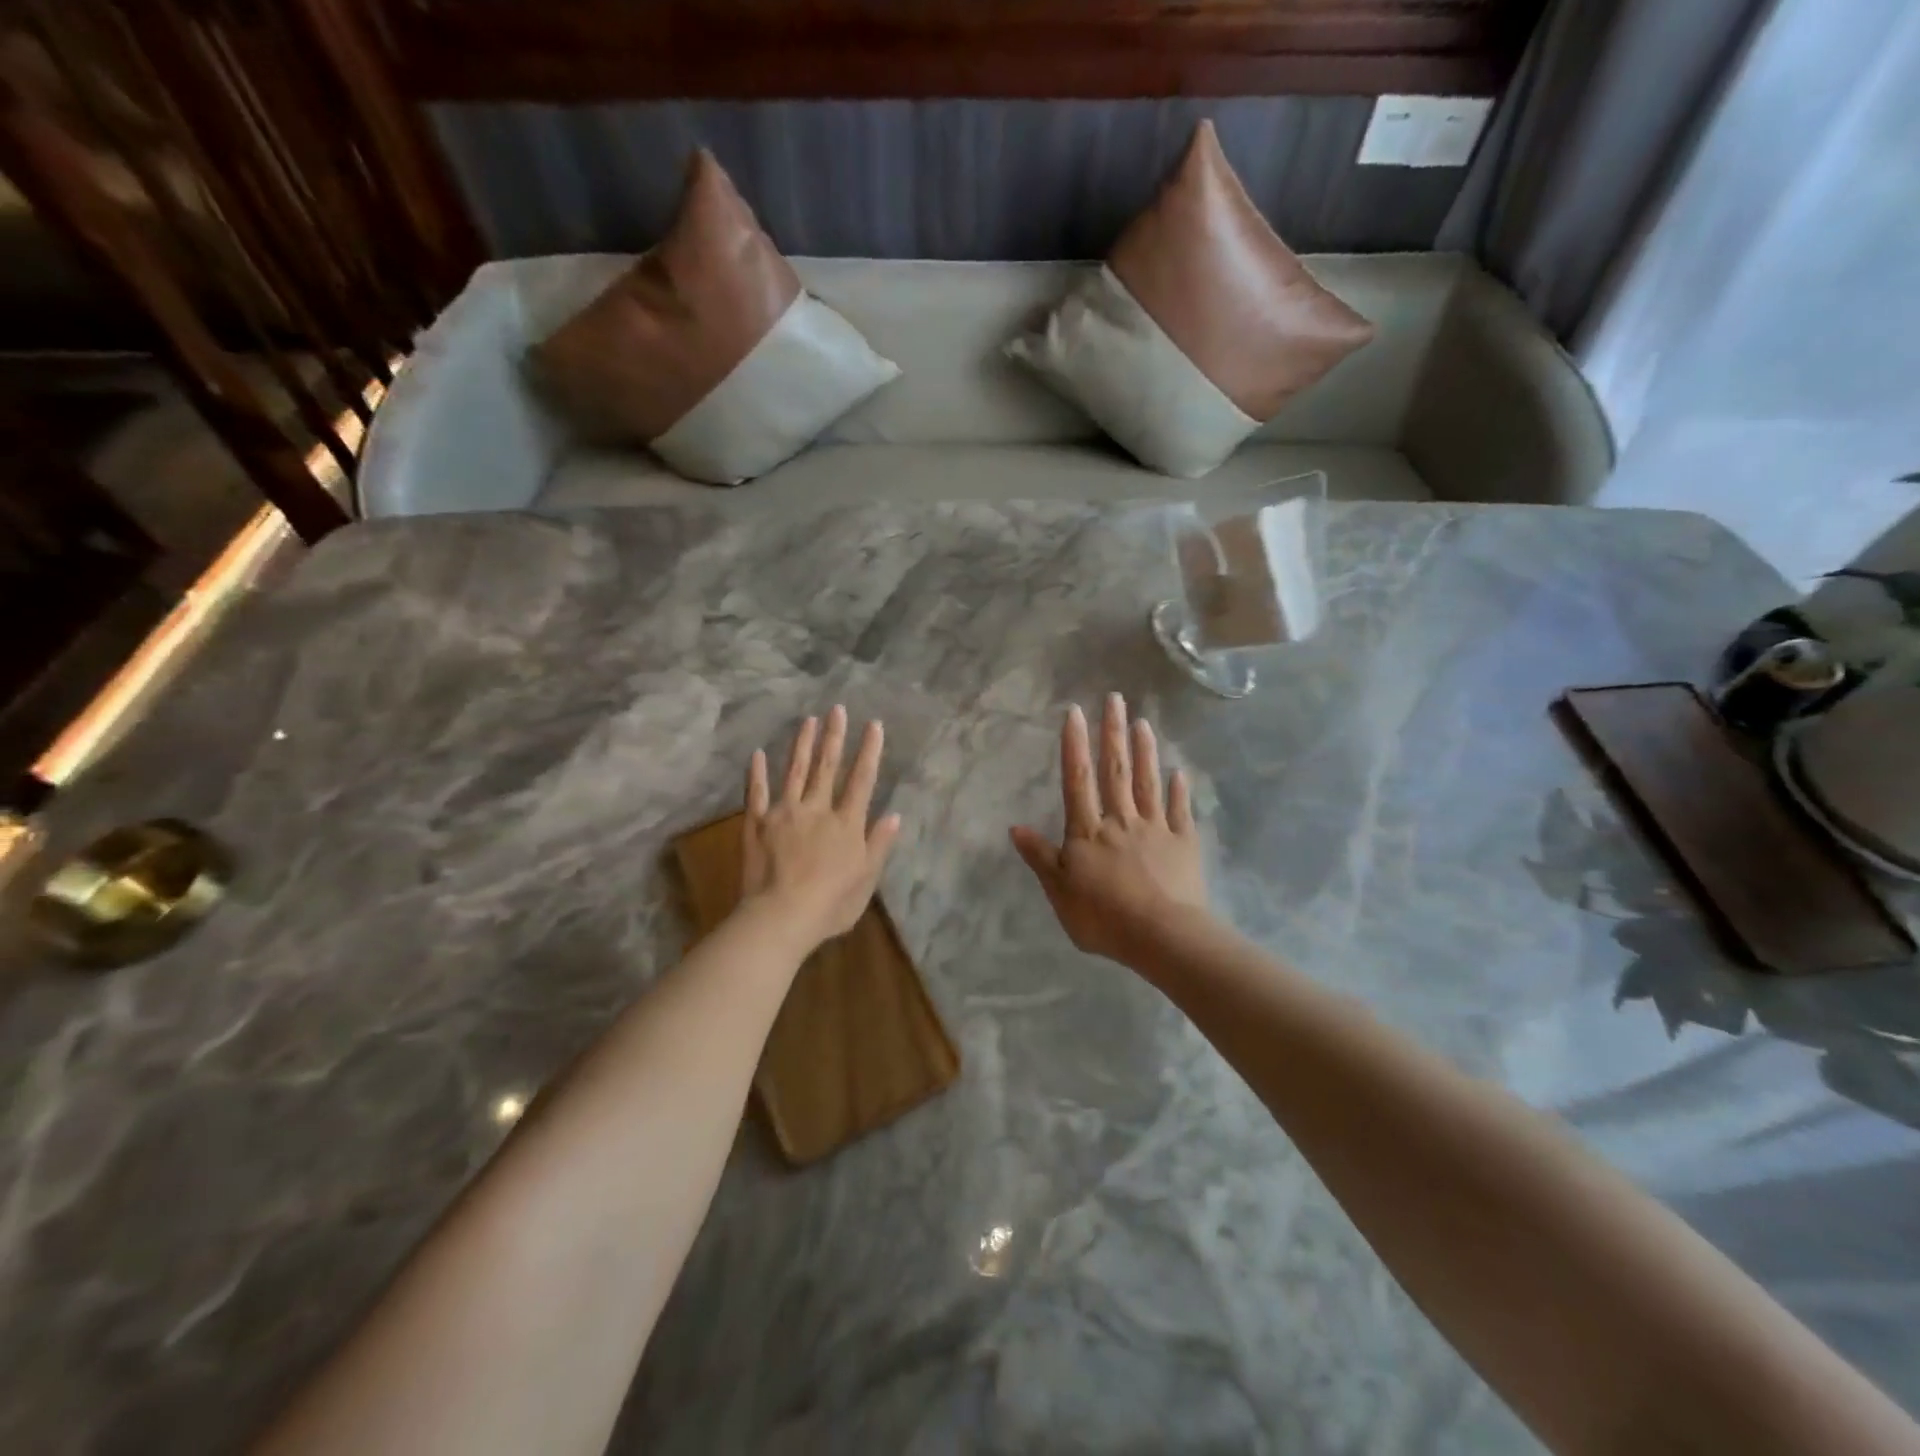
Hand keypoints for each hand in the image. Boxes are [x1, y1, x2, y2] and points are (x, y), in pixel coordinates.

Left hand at [741, 705, 901, 952]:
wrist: (781, 916)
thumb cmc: (831, 904)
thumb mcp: (866, 879)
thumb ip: (879, 844)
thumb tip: (894, 815)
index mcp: (846, 823)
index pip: (862, 780)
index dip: (869, 751)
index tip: (873, 725)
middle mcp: (817, 809)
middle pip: (827, 767)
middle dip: (834, 736)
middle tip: (837, 710)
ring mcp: (784, 814)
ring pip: (794, 771)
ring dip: (802, 745)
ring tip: (808, 721)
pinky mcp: (756, 824)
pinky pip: (756, 794)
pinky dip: (756, 773)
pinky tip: (757, 754)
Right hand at [1011, 692, 1210, 964]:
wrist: (1161, 936)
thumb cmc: (1103, 916)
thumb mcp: (1059, 890)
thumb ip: (1040, 857)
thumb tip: (1015, 827)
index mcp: (1088, 831)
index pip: (1079, 780)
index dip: (1075, 745)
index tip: (1075, 711)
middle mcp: (1121, 820)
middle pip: (1116, 770)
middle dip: (1113, 732)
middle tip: (1115, 698)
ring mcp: (1156, 829)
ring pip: (1148, 783)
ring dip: (1145, 751)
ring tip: (1143, 722)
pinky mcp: (1184, 844)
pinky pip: (1180, 811)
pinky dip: (1180, 790)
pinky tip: (1179, 771)